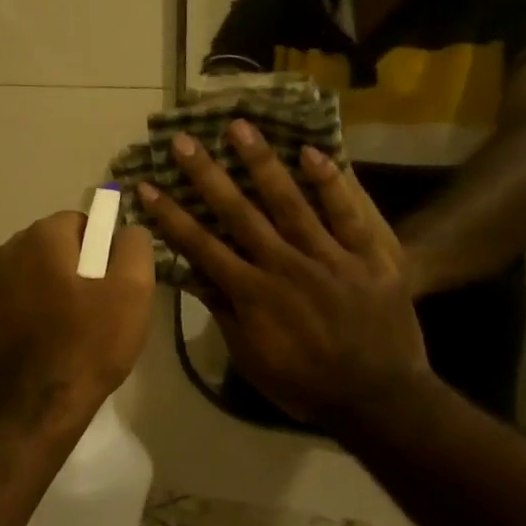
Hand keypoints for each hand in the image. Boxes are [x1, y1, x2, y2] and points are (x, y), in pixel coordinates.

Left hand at [0, 211, 155, 434]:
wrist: (34, 409)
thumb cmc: (88, 344)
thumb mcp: (132, 291)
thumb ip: (134, 247)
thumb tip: (128, 231)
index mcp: (39, 237)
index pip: (82, 221)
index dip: (106, 249)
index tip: (116, 283)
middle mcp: (8, 250)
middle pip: (59, 245)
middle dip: (83, 267)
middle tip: (105, 306)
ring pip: (42, 272)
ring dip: (63, 288)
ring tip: (83, 327)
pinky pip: (26, 297)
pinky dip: (44, 308)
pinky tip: (59, 339)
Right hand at [140, 123, 431, 428]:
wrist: (377, 398)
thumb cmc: (305, 384)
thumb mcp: (251, 358)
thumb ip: (225, 313)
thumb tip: (196, 275)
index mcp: (252, 293)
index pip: (202, 246)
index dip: (172, 215)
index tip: (148, 186)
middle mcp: (283, 265)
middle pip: (239, 213)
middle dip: (208, 175)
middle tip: (184, 140)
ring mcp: (327, 256)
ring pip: (289, 202)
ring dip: (261, 163)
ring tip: (240, 127)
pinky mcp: (367, 255)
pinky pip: (347, 214)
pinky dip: (330, 183)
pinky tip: (312, 152)